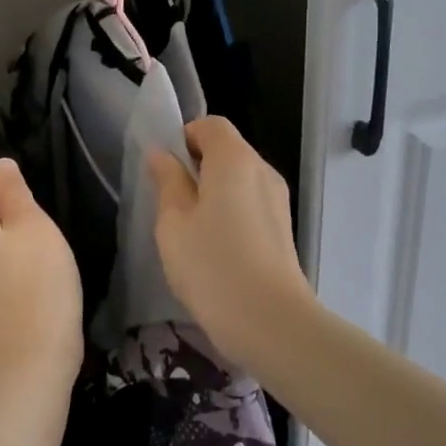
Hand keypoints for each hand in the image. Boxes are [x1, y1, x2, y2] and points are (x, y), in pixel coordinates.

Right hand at [147, 117, 313, 359]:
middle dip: (197, 166)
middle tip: (170, 202)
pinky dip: (231, 212)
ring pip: (240, 180)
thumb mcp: (173, 222)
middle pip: (228, 150)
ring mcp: (278, 200)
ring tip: (190, 229)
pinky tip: (215, 248)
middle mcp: (262, 170)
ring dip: (213, 192)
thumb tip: (162, 155)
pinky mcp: (283, 228)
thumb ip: (167, 182)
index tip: (164, 169)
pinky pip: (251, 203)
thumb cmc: (211, 264)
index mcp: (234, 159)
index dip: (184, 137)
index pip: (211, 125)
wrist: (270, 320)